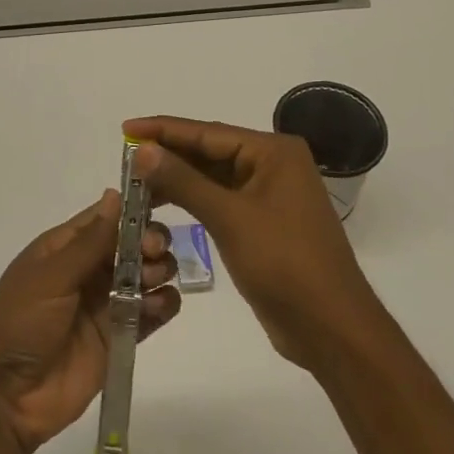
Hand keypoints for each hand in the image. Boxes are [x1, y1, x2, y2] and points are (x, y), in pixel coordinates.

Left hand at [0, 191, 180, 453]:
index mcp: (64, 248)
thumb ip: (90, 241)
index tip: (156, 213)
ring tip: (151, 283)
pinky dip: (163, 305)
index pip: (106, 218)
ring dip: (159, 272)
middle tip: (152, 256)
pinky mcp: (120, 337)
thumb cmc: (20, 323)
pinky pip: (152, 312)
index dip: (133, 212)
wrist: (6, 395)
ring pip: (147, 275)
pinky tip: (158, 307)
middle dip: (151, 243)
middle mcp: (88, 270)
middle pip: (133, 244)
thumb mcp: (51, 276)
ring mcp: (106, 304)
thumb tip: (114, 194)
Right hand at [123, 117, 381, 369]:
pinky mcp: (262, 222)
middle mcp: (272, 165)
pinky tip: (163, 205)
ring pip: (212, 177)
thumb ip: (184, 181)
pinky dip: (192, 201)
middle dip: (167, 155)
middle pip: (209, 151)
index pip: (207, 132)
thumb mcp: (230, 218)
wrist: (329, 326)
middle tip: (123, 159)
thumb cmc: (284, 263)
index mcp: (273, 152)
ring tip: (135, 184)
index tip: (125, 127)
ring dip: (176, 180)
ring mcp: (268, 194)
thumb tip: (143, 150)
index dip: (163, 130)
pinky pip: (220, 200)